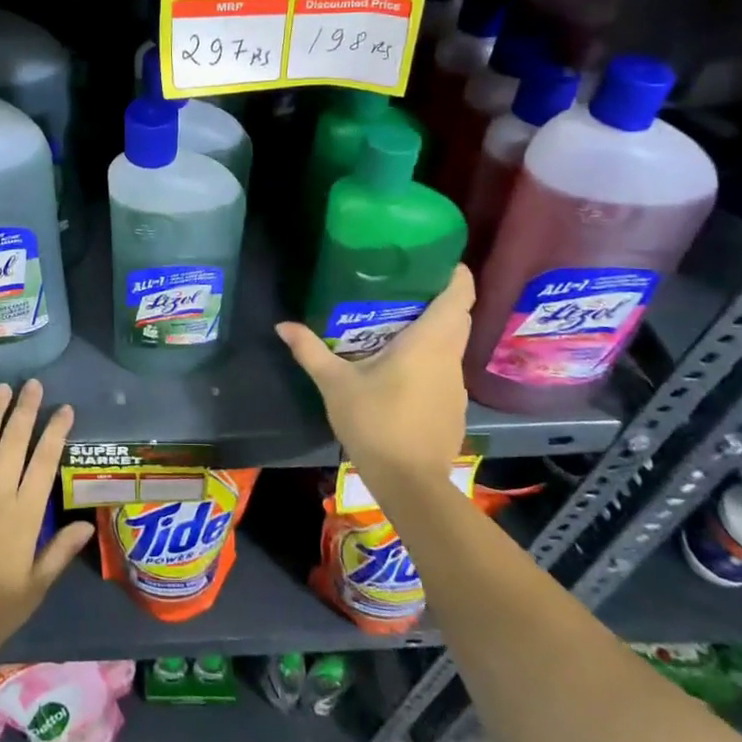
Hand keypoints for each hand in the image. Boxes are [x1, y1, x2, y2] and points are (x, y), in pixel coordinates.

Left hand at [0, 380, 95, 661]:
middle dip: (25, 411)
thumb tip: (87, 525)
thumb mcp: (33, 590)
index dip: (55, 433)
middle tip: (32, 384)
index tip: (64, 409)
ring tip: (1, 388)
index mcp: (23, 515)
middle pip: (13, 443)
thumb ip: (58, 553)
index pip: (44, 463)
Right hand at [275, 265, 475, 496]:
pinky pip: (446, 368)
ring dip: (434, 329)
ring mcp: (456, 384)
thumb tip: (283, 325)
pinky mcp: (454, 406)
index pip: (459, 296)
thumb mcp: (335, 384)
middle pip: (457, 316)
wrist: (410, 483)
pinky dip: (431, 357)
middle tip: (403, 285)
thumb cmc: (375, 422)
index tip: (437, 258)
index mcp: (429, 343)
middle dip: (438, 297)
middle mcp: (450, 357)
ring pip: (452, 344)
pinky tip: (402, 368)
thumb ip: (310, 351)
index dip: (456, 273)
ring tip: (397, 322)